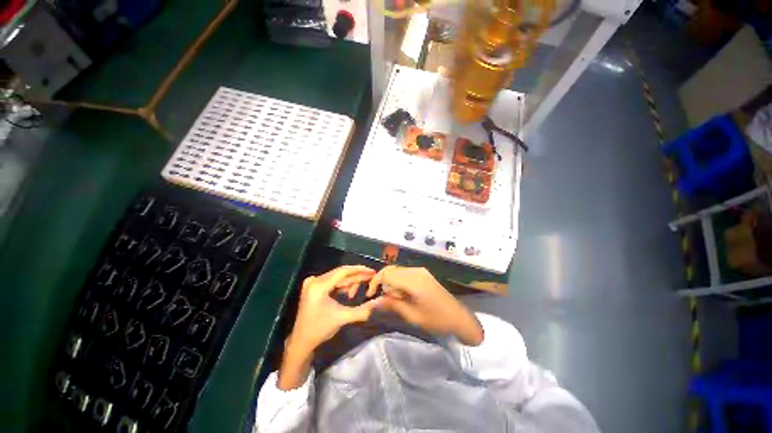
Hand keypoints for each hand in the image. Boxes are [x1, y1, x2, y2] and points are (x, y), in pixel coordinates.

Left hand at [279, 266, 378, 389]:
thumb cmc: (320, 329)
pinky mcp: (313, 287)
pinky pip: (332, 282)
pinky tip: (350, 292)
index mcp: (319, 286)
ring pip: (337, 277)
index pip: (343, 272)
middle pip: (340, 273)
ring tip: (361, 287)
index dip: (359, 270)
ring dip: (349, 282)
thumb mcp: (342, 318)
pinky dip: (342, 286)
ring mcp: (312, 283)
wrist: (301, 341)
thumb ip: (362, 310)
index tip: (371, 271)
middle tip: (370, 277)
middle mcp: (314, 280)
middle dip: (356, 276)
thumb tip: (378, 303)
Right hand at [368, 266, 482, 345]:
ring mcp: (420, 271)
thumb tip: (372, 302)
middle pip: (390, 270)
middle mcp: (415, 271)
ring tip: (394, 299)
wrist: (459, 318)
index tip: (369, 295)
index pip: (386, 274)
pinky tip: (402, 295)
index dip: (375, 282)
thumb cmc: (436, 320)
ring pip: (397, 271)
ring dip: (390, 283)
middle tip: (382, 299)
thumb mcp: (412, 316)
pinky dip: (398, 282)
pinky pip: (404, 274)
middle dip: (382, 283)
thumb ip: (391, 305)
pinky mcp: (423, 274)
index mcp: (413, 280)